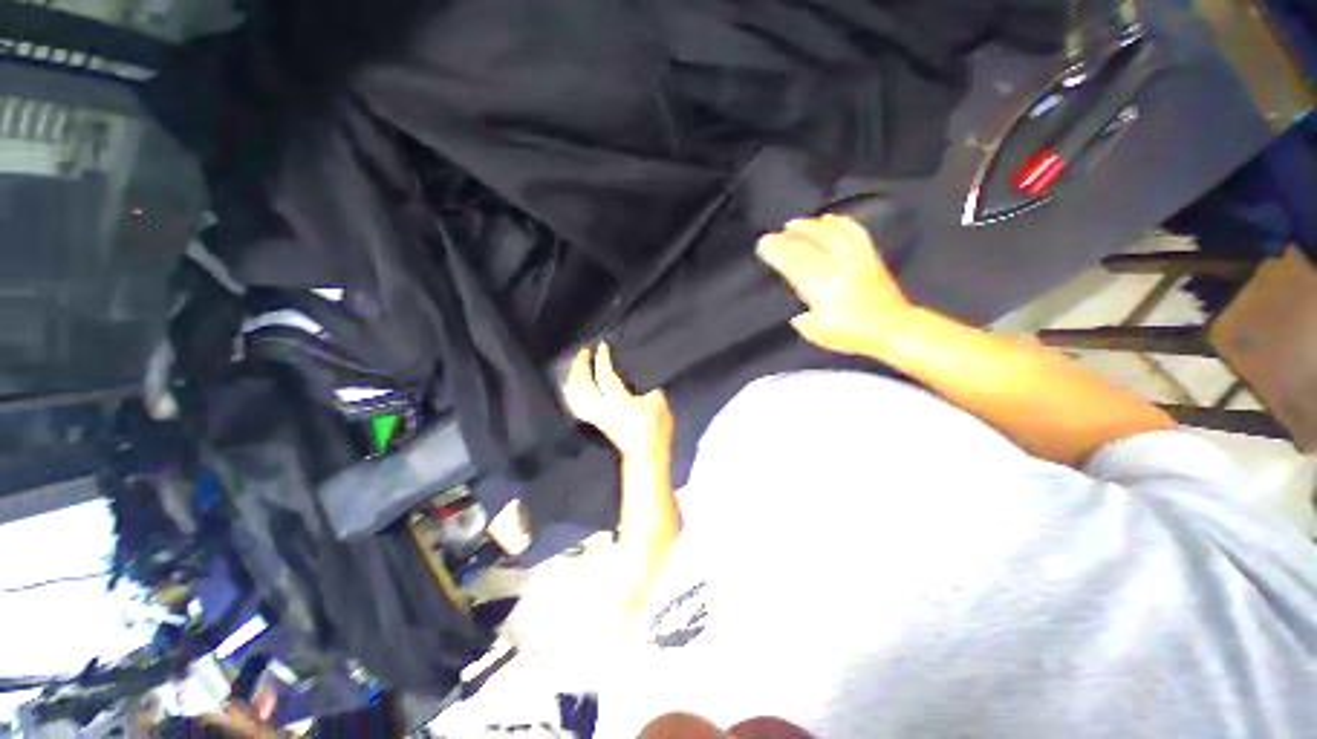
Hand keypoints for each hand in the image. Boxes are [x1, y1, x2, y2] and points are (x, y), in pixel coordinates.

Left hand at [563, 343, 672, 458]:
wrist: (646, 453)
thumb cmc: (654, 428)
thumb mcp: (658, 402)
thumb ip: (647, 388)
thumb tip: (637, 381)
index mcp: (617, 400)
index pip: (604, 375)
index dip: (602, 359)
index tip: (602, 346)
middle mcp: (601, 407)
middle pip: (582, 384)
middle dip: (581, 366)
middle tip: (584, 352)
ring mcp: (595, 416)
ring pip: (575, 396)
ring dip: (573, 379)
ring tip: (575, 367)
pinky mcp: (595, 422)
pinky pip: (576, 406)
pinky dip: (571, 395)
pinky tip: (572, 388)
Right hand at [756, 214, 913, 355]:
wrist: (892, 328)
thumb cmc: (851, 334)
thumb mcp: (815, 332)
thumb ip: (800, 317)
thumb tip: (795, 307)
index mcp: (820, 285)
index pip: (792, 261)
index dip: (776, 251)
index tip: (762, 245)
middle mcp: (836, 265)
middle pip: (806, 245)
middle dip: (785, 238)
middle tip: (770, 236)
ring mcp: (854, 256)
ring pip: (828, 233)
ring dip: (808, 226)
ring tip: (793, 223)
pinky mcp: (869, 254)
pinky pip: (853, 230)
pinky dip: (838, 222)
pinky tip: (827, 219)